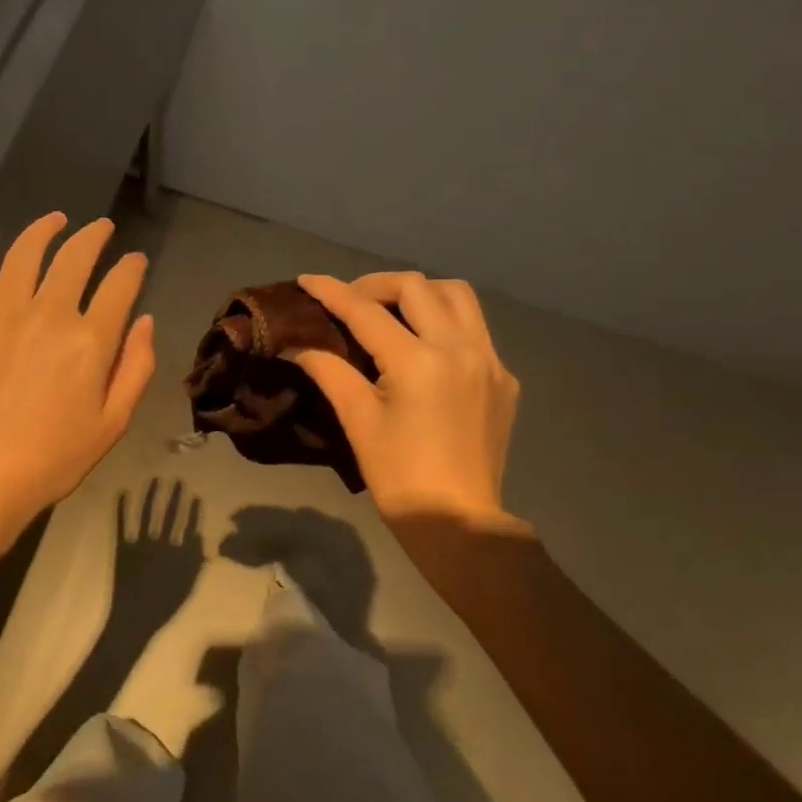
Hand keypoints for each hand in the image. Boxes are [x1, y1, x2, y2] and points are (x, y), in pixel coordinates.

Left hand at [0, 213, 155, 531]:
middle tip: (102, 228)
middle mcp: (48, 312)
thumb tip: (144, 321)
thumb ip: (136, 367)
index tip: (136, 261)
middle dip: (94, 236)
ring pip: (25, 253)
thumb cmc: (54, 457)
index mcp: (90, 339)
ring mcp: (0, 313)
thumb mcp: (113, 422)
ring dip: (44, 229)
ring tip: (56, 219)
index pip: (119, 285)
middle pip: (75, 257)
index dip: (132, 267)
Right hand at [291, 271, 520, 525]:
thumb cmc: (398, 476)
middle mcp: (460, 348)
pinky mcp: (504, 378)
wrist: (458, 521)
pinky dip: (447, 322)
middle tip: (351, 302)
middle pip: (417, 287)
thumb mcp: (358, 422)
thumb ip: (329, 373)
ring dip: (421, 293)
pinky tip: (428, 347)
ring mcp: (490, 361)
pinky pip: (476, 329)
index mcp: (418, 362)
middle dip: (377, 285)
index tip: (307, 279)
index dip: (332, 291)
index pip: (367, 311)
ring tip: (394, 312)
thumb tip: (297, 347)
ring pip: (458, 296)